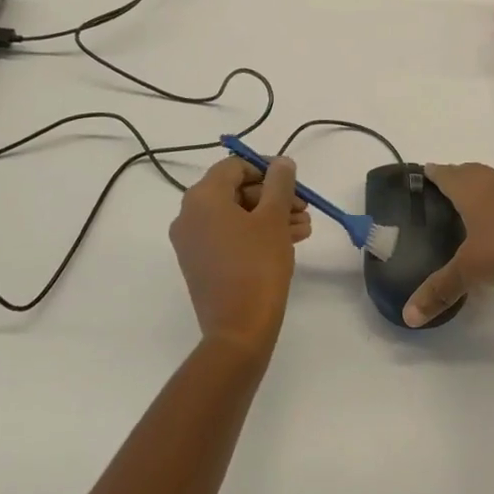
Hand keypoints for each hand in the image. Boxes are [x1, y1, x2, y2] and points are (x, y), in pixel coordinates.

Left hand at [169, 155, 303, 354]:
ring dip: (270, 216)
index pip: (234, 166)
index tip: (293, 181)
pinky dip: (256, 234)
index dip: (266, 169)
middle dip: (273, 196)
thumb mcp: (274, 218)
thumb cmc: (257, 266)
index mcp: (202, 198)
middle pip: (235, 191)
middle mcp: (189, 215)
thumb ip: (280, 183)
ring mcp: (193, 242)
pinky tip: (289, 240)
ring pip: (236, 216)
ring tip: (304, 227)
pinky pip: (230, 236)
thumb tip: (281, 163)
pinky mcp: (201, 264)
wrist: (238, 330)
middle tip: (303, 207)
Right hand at [404, 163, 493, 326]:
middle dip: (458, 175)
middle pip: (472, 172)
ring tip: (475, 203)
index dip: (434, 172)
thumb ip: (440, 290)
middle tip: (446, 184)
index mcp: (471, 191)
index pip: (447, 175)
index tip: (425, 170)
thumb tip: (409, 316)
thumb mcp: (470, 271)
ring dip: (484, 187)